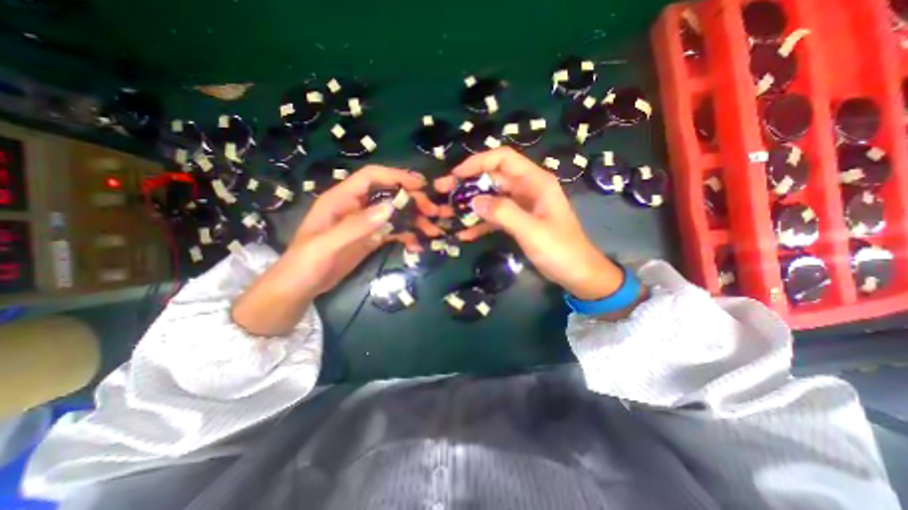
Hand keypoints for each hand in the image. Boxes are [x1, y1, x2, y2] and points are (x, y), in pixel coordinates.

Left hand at [231, 165, 434, 335]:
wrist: (300, 288)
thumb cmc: (305, 263)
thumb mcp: (327, 245)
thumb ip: (356, 226)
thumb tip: (390, 208)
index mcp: (342, 199)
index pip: (372, 177)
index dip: (396, 176)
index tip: (420, 185)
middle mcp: (356, 207)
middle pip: (389, 195)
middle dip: (413, 201)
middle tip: (433, 212)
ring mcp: (365, 224)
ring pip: (395, 214)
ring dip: (414, 219)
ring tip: (432, 230)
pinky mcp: (371, 239)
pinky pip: (393, 232)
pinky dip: (407, 235)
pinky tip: (417, 245)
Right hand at [433, 148, 623, 300]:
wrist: (577, 274)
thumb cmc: (560, 250)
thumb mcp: (532, 231)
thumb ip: (504, 213)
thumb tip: (473, 201)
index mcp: (535, 182)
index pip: (503, 159)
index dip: (478, 162)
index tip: (456, 176)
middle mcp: (526, 189)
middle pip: (492, 178)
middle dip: (467, 184)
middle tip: (443, 194)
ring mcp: (521, 206)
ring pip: (490, 198)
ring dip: (470, 205)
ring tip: (447, 213)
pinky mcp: (517, 221)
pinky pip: (494, 217)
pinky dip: (480, 224)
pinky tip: (464, 234)